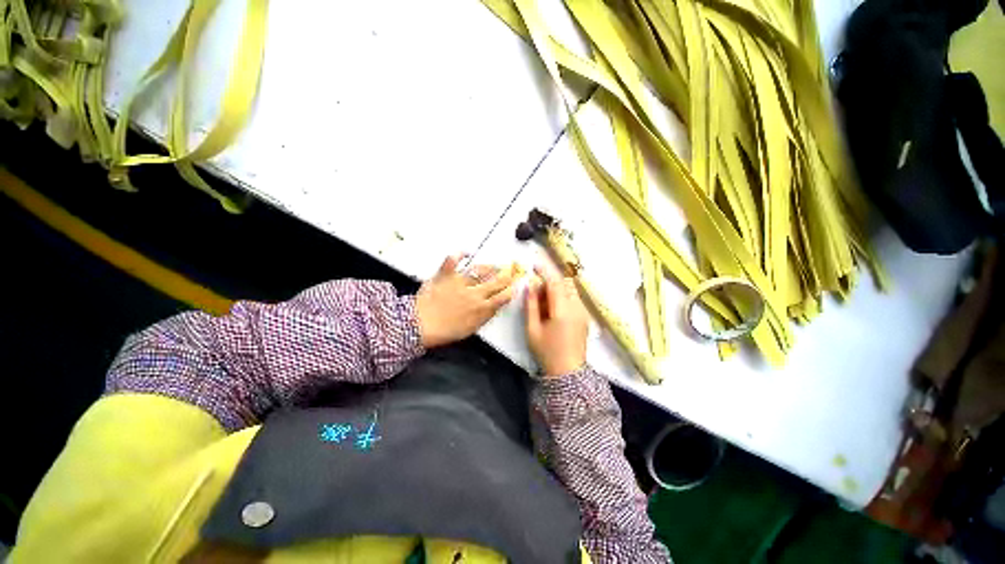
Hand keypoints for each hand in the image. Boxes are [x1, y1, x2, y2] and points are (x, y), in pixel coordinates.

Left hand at [415, 254, 516, 347]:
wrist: (420, 325)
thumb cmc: (444, 331)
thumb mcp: (470, 329)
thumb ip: (484, 317)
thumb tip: (494, 307)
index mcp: (481, 308)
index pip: (502, 297)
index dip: (510, 290)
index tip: (513, 286)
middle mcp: (474, 293)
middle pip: (495, 282)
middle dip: (506, 276)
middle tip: (510, 272)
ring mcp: (460, 282)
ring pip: (480, 270)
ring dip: (489, 267)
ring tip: (494, 265)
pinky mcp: (446, 275)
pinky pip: (453, 260)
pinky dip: (459, 254)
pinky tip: (466, 251)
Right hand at [525, 265, 589, 376]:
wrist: (568, 373)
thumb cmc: (546, 352)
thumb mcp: (532, 329)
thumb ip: (531, 305)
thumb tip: (530, 285)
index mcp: (563, 310)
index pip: (554, 282)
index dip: (544, 271)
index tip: (534, 265)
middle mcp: (577, 307)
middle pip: (565, 283)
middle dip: (550, 282)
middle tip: (536, 292)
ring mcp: (583, 312)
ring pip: (570, 290)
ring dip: (557, 289)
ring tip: (543, 303)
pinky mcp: (584, 317)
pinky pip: (574, 299)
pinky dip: (563, 297)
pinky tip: (553, 310)